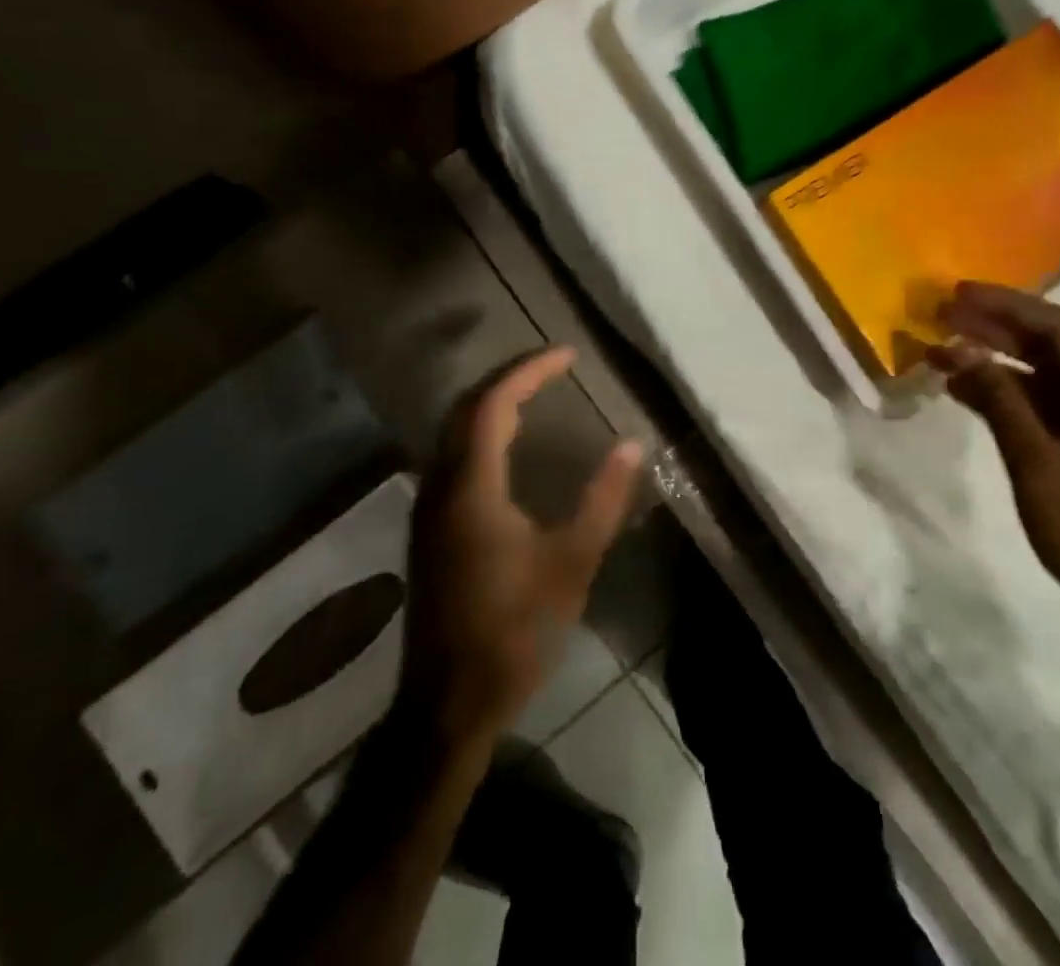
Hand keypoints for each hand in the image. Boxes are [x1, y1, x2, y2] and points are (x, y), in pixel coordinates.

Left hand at [400, 348, 642, 743]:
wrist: (447, 703)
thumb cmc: (514, 631)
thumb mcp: (572, 563)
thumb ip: (603, 500)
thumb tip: (632, 447)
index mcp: (471, 488)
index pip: (494, 404)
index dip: (530, 371)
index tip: (568, 356)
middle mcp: (440, 487)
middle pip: (466, 409)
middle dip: (508, 378)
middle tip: (553, 368)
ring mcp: (428, 509)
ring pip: (454, 432)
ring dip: (492, 404)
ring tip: (536, 394)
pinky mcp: (428, 530)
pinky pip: (452, 457)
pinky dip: (482, 433)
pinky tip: (509, 447)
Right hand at [929, 283, 1059, 648]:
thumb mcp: (1038, 466)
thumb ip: (1000, 402)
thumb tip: (960, 348)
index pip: (1058, 329)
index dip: (1007, 306)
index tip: (958, 295)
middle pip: (1049, 347)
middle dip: (995, 329)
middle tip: (942, 314)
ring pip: (1041, 376)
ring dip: (993, 362)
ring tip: (940, 350)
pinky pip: (1039, 407)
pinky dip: (1003, 395)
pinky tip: (963, 390)